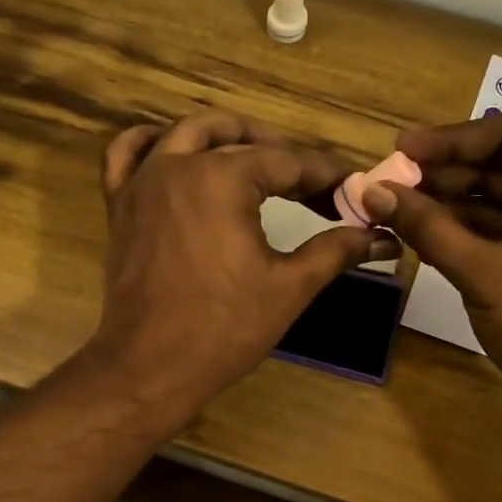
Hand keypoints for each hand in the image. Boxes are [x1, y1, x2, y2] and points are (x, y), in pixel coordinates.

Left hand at [87, 112, 397, 413]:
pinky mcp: (119, 205)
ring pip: (184, 134)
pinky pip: (126, 155)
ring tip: (254, 156)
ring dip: (224, 135)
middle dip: (281, 154)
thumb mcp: (289, 287)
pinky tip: (172, 151)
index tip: (351, 190)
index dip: (325, 176)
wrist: (150, 367)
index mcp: (221, 178)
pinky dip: (150, 143)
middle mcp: (178, 165)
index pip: (286, 163)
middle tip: (312, 184)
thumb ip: (335, 251)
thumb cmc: (223, 328)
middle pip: (238, 139)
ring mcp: (141, 182)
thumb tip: (382, 236)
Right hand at [361, 112, 501, 423]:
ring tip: (392, 209)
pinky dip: (459, 231)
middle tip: (387, 185)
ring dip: (445, 204)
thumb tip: (373, 191)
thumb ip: (426, 226)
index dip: (449, 140)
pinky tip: (418, 235)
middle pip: (498, 167)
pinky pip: (496, 231)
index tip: (399, 152)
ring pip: (493, 201)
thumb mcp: (482, 270)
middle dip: (441, 175)